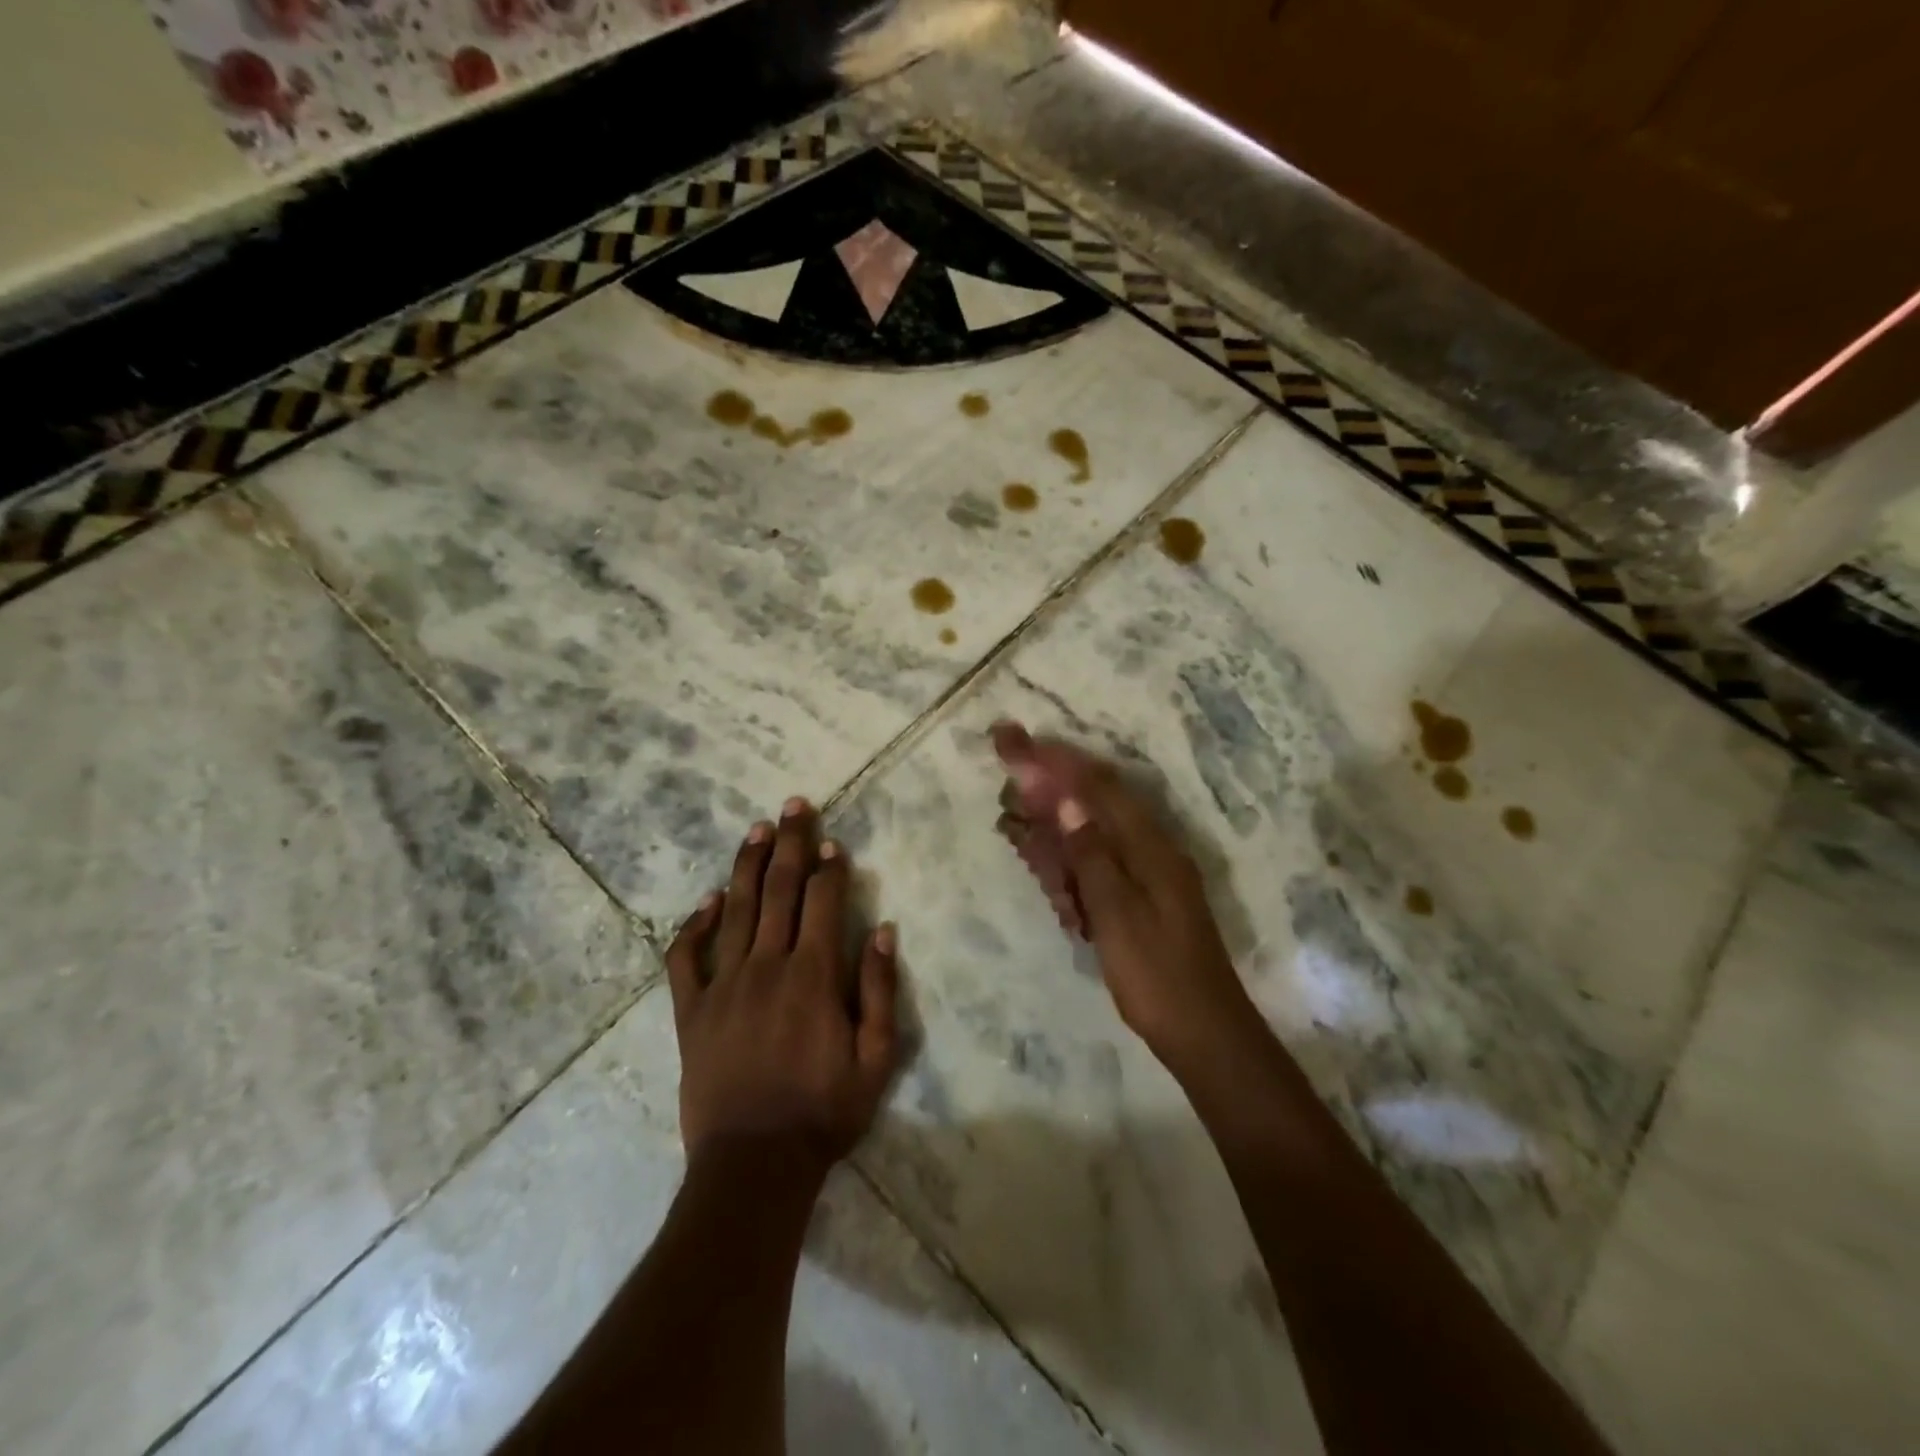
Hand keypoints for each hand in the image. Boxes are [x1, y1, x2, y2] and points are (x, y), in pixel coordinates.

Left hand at [665, 799, 899, 1173]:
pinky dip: (695, 925)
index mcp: (813, 976)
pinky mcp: (691, 1010)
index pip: (822, 903)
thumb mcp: (875, 1059)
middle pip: (779, 890)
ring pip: (735, 910)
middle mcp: (767, 966)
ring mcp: (723, 985)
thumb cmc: (823, 1112)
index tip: (833, 842)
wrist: (752, 1166)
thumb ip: (878, 990)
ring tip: (757, 830)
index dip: (829, 868)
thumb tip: (882, 931)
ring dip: (747, 865)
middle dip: (790, 843)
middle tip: (794, 805)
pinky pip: (686, 957)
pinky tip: (707, 901)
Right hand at [994, 725, 1255, 1068]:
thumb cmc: (1157, 976)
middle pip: (1094, 804)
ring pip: (1092, 835)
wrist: (1205, 1035)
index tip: (1018, 741)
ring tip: (1015, 816)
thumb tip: (1068, 803)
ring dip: (1053, 822)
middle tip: (1008, 770)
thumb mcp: (1118, 915)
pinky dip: (1068, 860)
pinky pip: (1097, 867)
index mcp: (1150, 847)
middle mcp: (1150, 851)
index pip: (1097, 788)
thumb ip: (1092, 855)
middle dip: (1050, 785)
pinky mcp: (1140, 900)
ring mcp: (1146, 876)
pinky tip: (1043, 858)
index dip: (1056, 762)